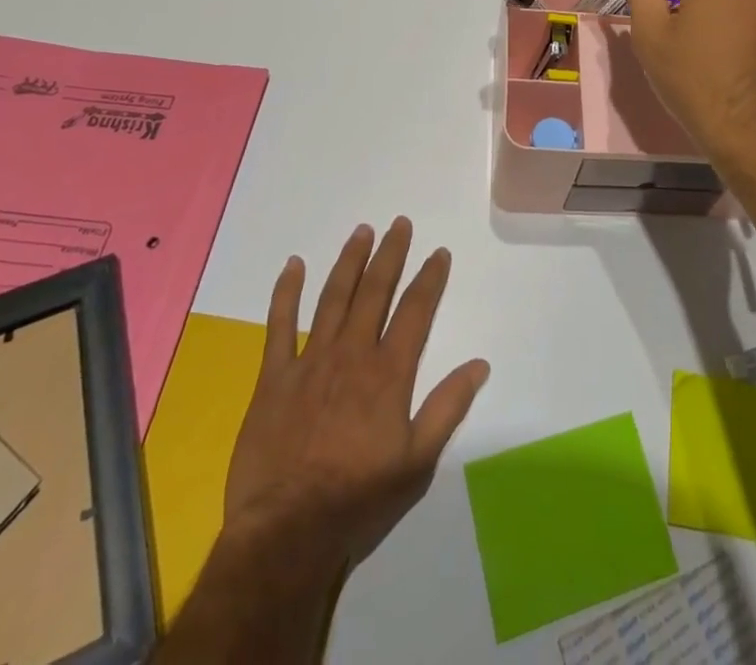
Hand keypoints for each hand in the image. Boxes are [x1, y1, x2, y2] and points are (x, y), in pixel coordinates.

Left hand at [217, 218, 489, 576]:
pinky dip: (286, 293)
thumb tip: (480, 365)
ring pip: (333, 297)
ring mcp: (310, 361)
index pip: (416, 311)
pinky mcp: (274, 377)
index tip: (439, 253)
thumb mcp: (417, 462)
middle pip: (375, 291)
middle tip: (399, 223)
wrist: (287, 532)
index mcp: (388, 373)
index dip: (430, 279)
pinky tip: (293, 265)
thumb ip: (448, 408)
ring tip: (361, 231)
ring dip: (349, 261)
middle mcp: (352, 354)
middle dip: (390, 254)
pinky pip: (279, 325)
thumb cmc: (358, 498)